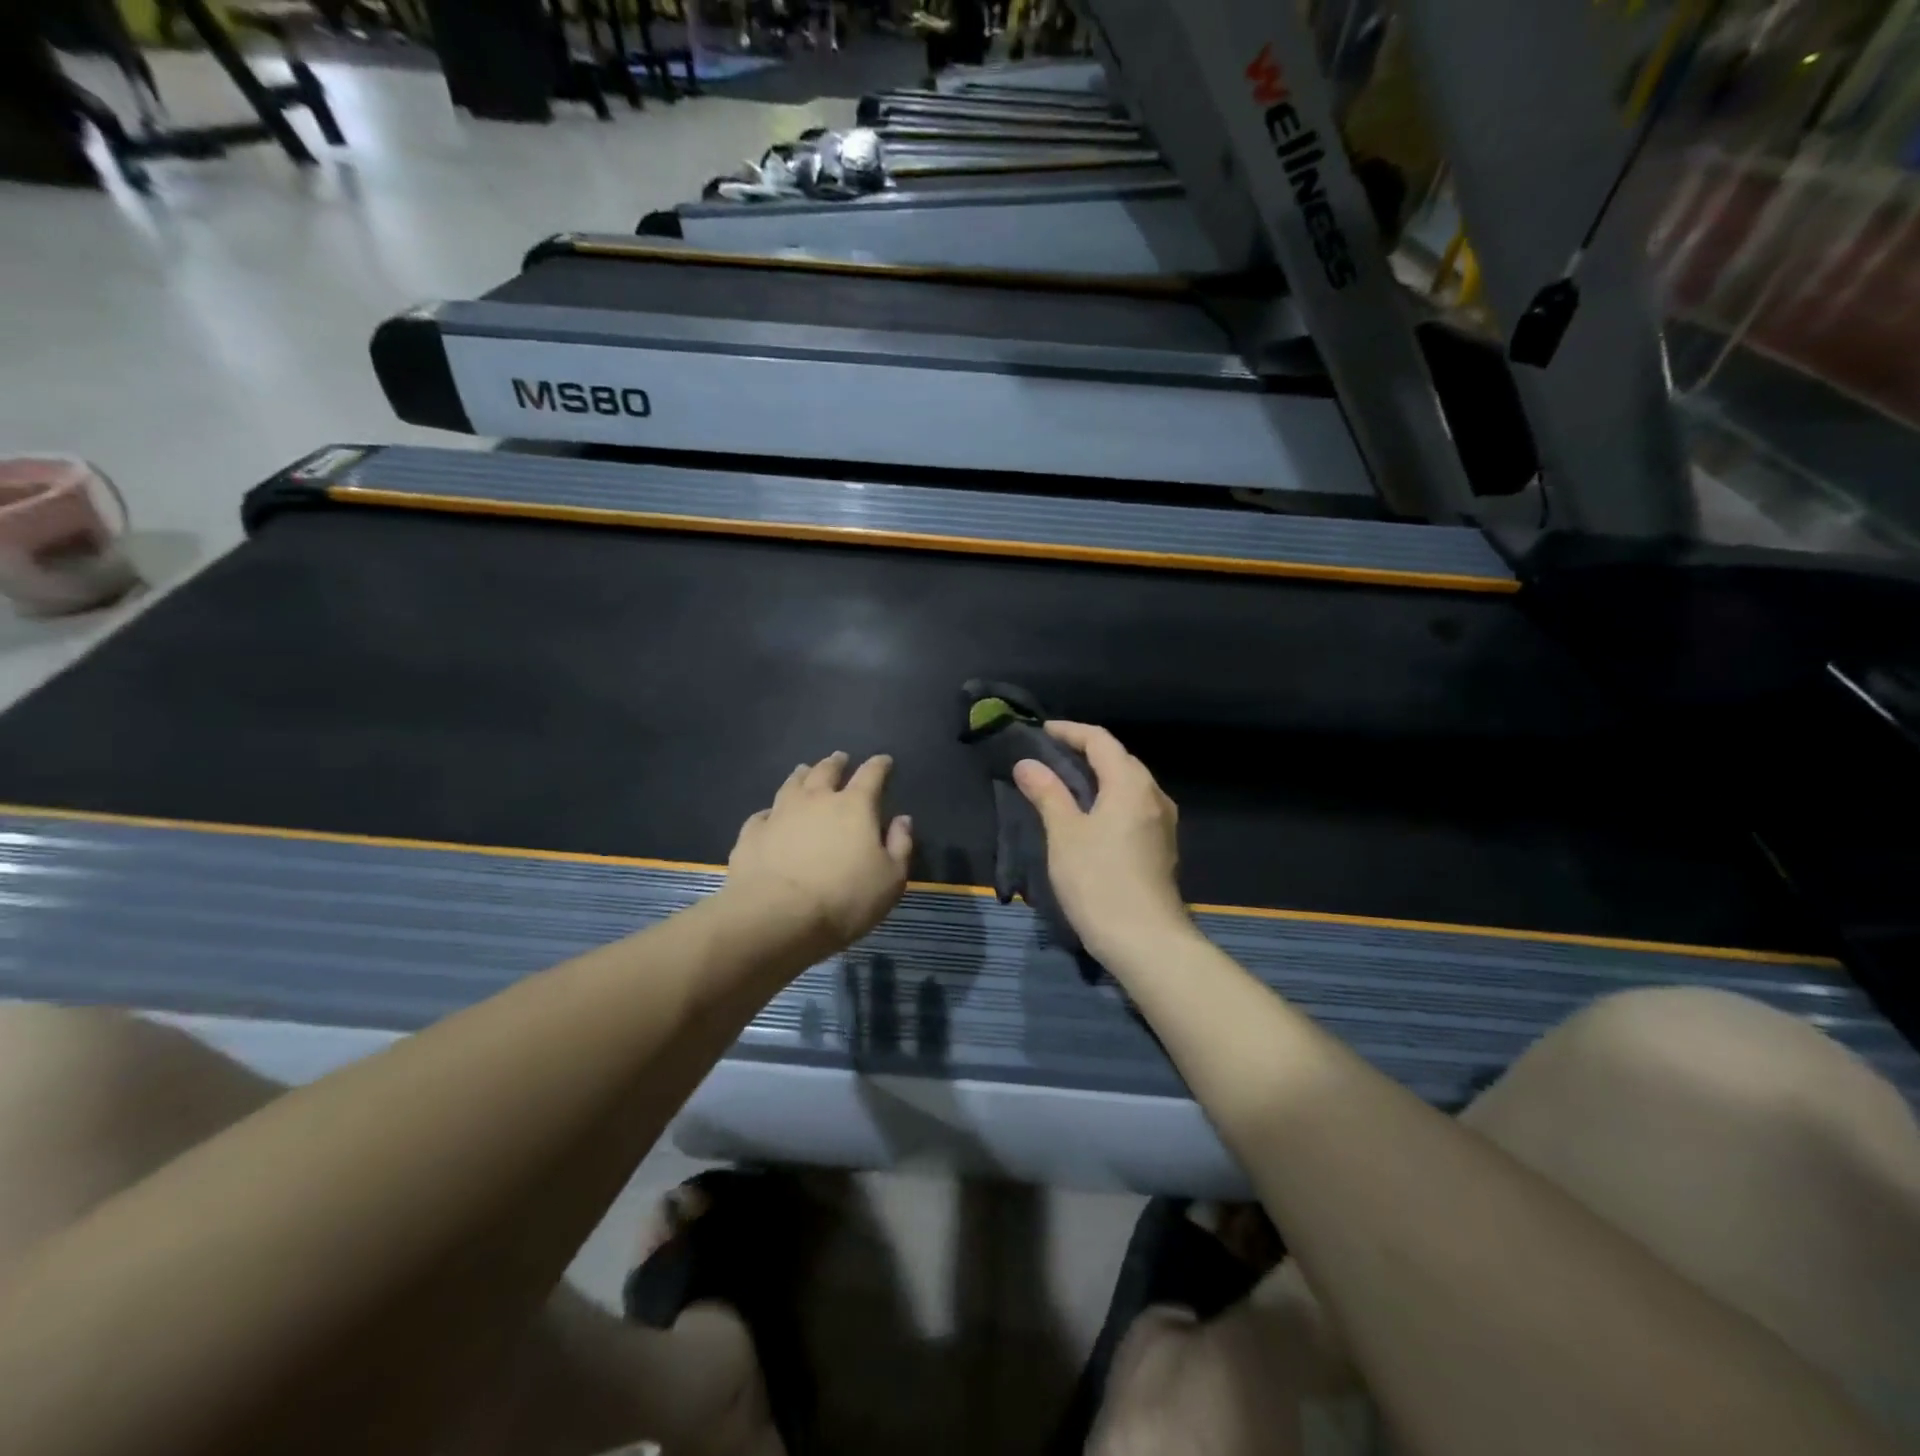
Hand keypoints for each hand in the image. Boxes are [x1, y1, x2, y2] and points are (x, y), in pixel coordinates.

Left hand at [724, 752, 913, 954]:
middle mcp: (816, 800)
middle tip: (840, 758)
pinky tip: (770, 815)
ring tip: (804, 770)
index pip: (871, 775)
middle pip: (826, 771)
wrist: (776, 917)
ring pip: (792, 784)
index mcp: (854, 806)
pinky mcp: (753, 834)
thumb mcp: (891, 879)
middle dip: (836, 763)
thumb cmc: (844, 899)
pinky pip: (763, 815)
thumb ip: (900, 845)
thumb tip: (902, 819)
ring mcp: (780, 814)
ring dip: (802, 775)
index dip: (879, 765)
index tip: (884, 760)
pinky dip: (771, 811)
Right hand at [1012, 722, 1193, 967]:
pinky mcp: (1161, 846)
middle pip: (1119, 758)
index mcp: (1130, 783)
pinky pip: (1133, 806)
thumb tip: (1027, 763)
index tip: (1041, 731)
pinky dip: (1109, 798)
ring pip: (1128, 784)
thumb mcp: (1064, 834)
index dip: (1070, 731)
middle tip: (1049, 756)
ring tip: (1065, 784)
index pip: (1100, 740)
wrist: (1145, 941)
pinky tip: (1089, 816)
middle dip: (1084, 751)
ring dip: (1098, 776)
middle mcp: (1153, 794)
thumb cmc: (1098, 881)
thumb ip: (1047, 793)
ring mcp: (1162, 822)